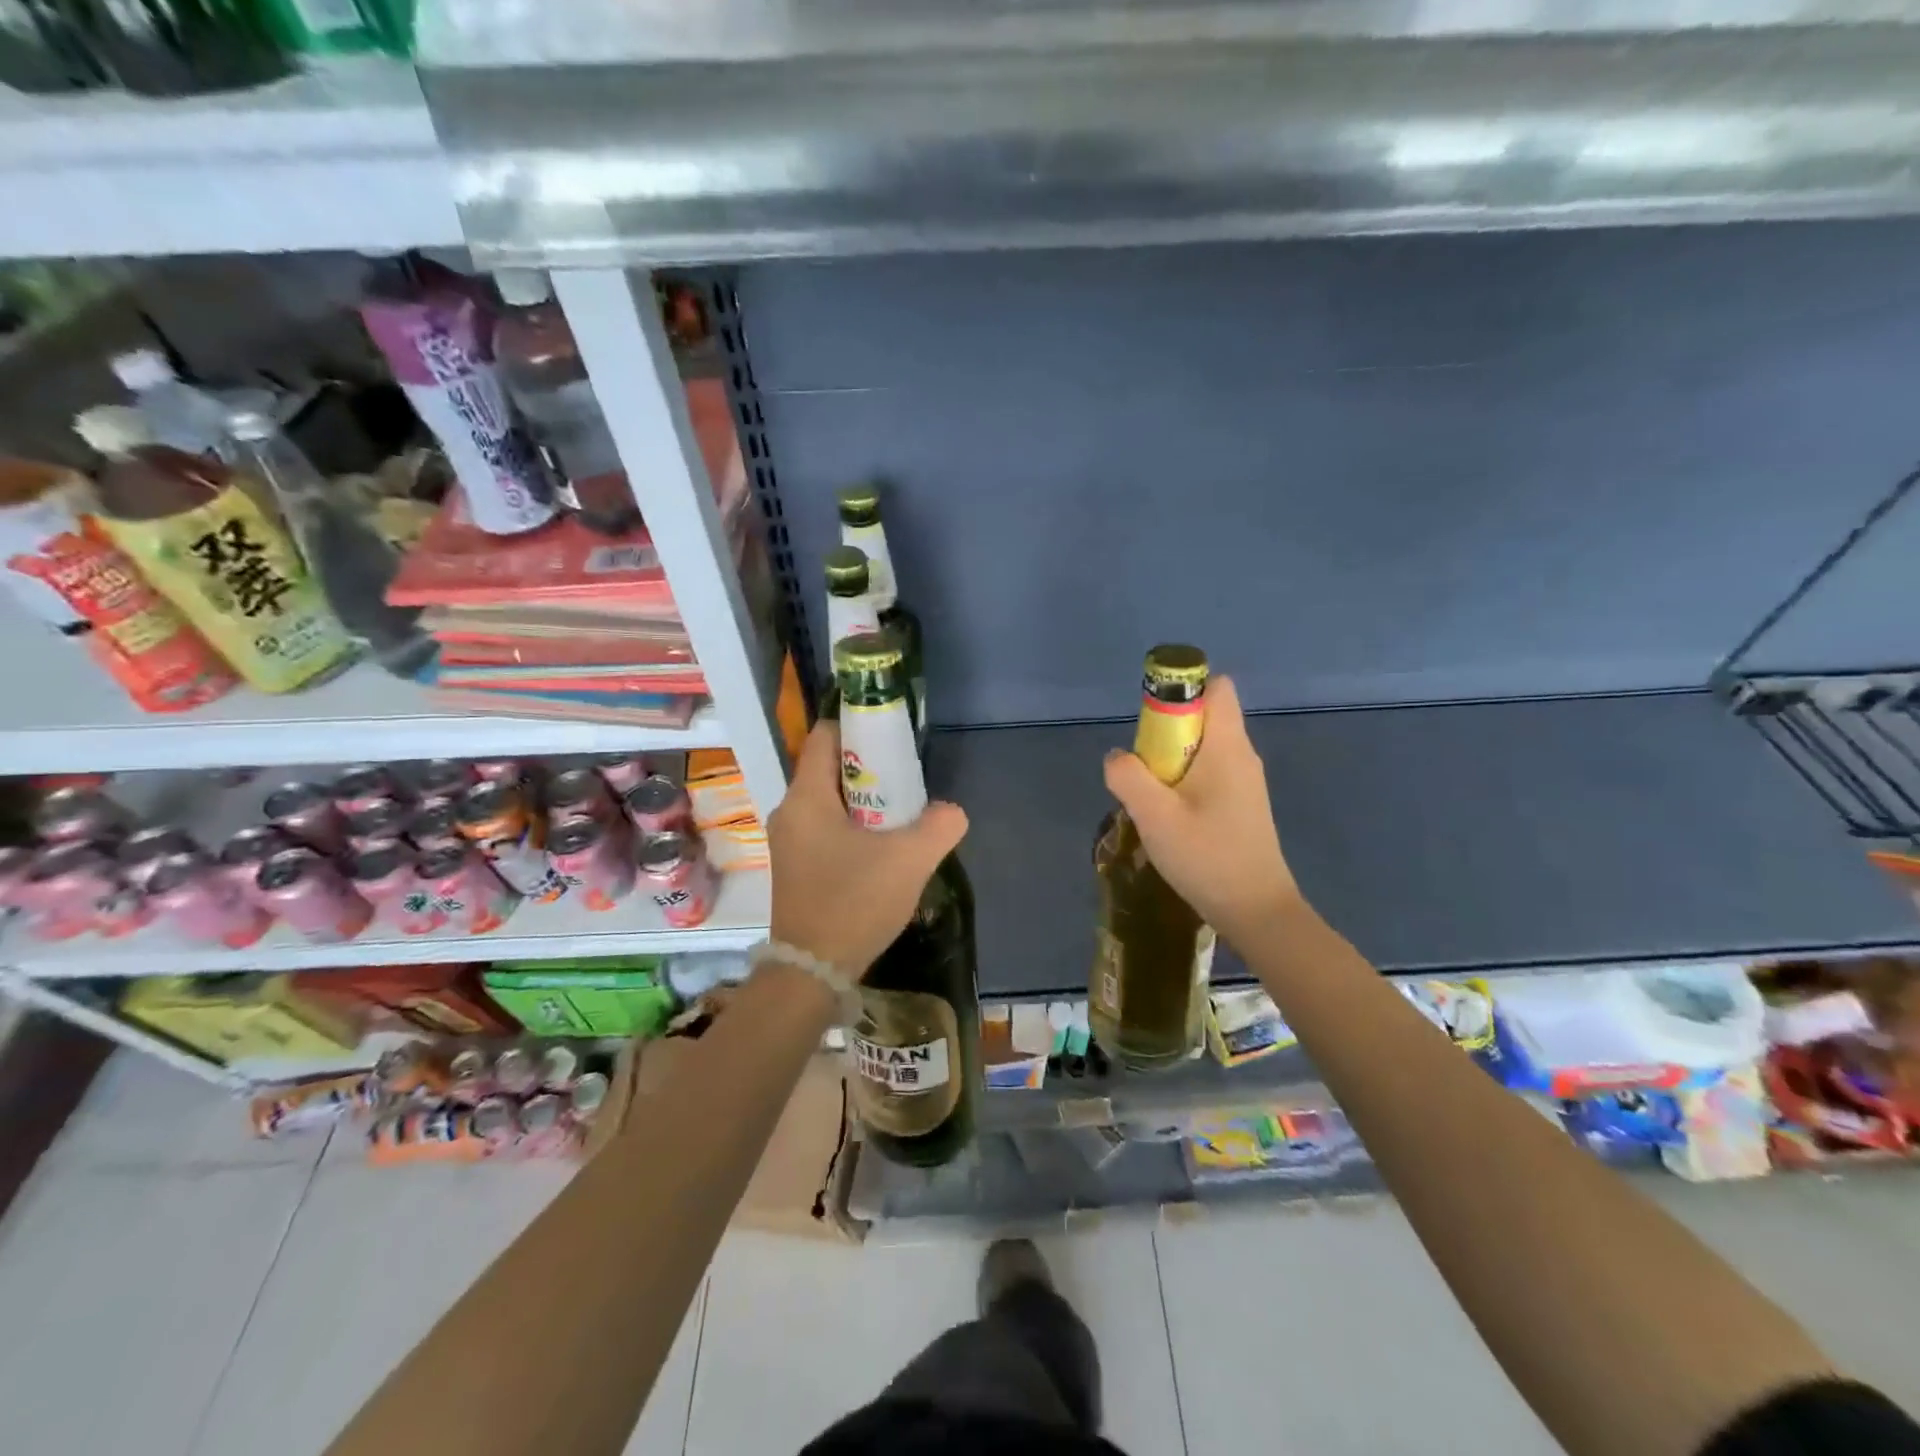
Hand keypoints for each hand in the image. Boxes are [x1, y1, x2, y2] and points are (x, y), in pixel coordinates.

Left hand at [766, 719, 968, 976]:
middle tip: (906, 780)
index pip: (825, 736)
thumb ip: (940, 825)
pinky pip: (825, 827)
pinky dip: (853, 826)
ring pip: (829, 801)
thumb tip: (949, 813)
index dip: (858, 727)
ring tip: (901, 814)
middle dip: (869, 767)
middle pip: (829, 768)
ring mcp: (790, 842)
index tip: (892, 738)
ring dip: (864, 801)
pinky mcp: (796, 866)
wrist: (813, 971)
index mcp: (807, 798)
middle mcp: (790, 812)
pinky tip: (882, 847)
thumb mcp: (910, 860)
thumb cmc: (855, 903)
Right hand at [1102, 675, 1303, 944]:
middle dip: (1165, 731)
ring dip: (1171, 761)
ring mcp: (1245, 781)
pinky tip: (1170, 818)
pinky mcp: (1242, 804)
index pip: (1216, 687)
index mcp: (1227, 746)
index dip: (1182, 689)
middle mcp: (1241, 755)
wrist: (1257, 911)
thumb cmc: (1208, 857)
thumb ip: (1128, 777)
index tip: (1150, 719)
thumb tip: (1117, 757)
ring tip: (1151, 798)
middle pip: (1203, 716)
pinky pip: (1208, 772)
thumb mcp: (1155, 816)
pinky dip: (1184, 782)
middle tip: (1143, 768)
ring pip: (1202, 748)